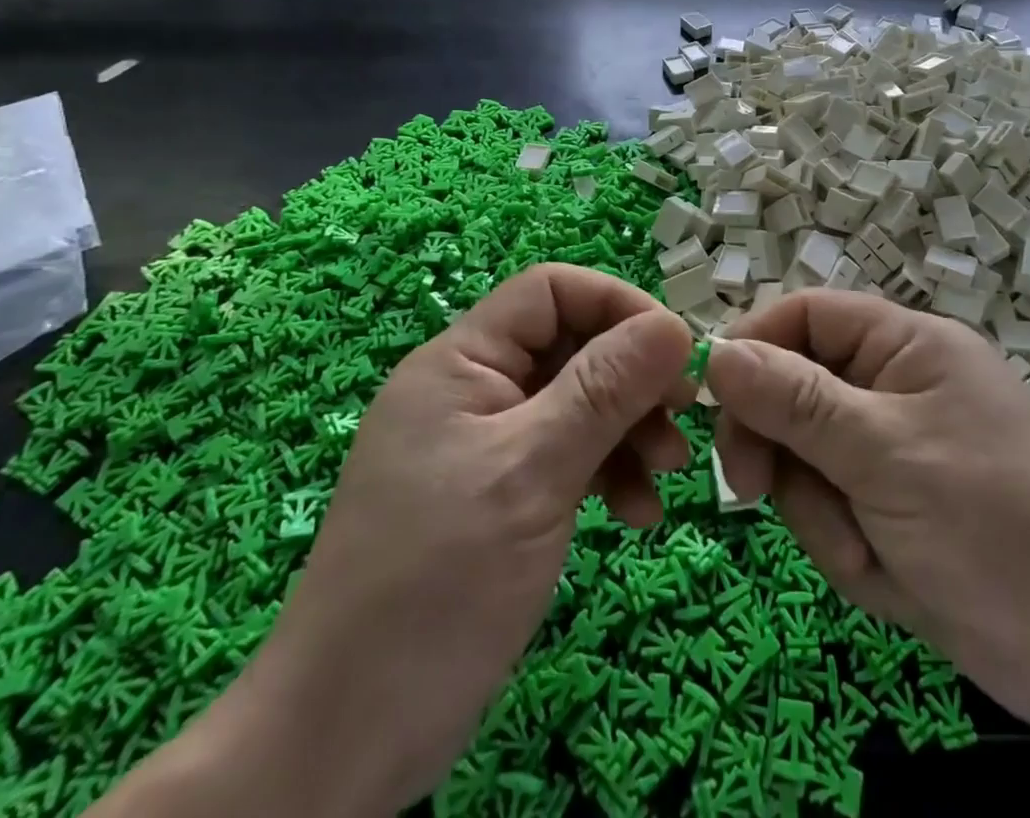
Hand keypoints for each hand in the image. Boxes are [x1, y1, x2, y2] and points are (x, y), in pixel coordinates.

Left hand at [219, 266, 693, 814]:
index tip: (674, 353)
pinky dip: (605, 473)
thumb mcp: (533, 472)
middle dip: (631, 379)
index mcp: (461, 361)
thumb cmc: (438, 582)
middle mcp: (472, 389)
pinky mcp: (496, 494)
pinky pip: (564, 455)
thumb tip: (675, 324)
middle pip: (570, 347)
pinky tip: (636, 514)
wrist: (347, 738)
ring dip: (627, 430)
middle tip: (683, 420)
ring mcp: (483, 444)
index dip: (616, 305)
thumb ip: (605, 390)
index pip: (551, 291)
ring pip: (575, 403)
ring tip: (667, 476)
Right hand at [707, 290, 1029, 728]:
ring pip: (801, 457)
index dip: (753, 345)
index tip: (712, 397)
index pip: (805, 315)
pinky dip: (841, 543)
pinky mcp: (887, 507)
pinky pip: (827, 508)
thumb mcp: (884, 453)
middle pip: (791, 389)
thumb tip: (717, 353)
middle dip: (777, 444)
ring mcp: (888, 451)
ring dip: (817, 509)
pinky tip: (884, 572)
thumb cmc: (994, 525)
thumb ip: (795, 401)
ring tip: (865, 548)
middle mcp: (892, 386)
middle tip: (753, 490)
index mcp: (904, 345)